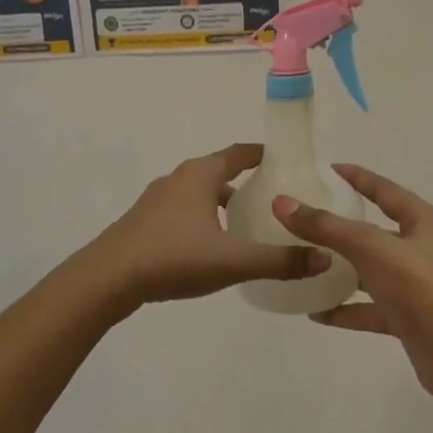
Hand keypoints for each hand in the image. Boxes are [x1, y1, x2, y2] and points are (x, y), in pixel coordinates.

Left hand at [90, 144, 328, 308]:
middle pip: (220, 173)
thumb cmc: (173, 257)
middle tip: (275, 201)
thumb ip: (279, 260)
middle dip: (247, 184)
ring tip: (247, 227)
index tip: (288, 163)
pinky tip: (211, 248)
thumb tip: (325, 256)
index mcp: (200, 175)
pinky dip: (203, 220)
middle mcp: (178, 179)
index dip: (264, 155)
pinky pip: (183, 212)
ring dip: (223, 204)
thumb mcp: (233, 260)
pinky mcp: (144, 222)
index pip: (239, 153)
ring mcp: (157, 200)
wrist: (107, 278)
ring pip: (200, 195)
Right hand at [275, 165, 432, 408]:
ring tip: (302, 265)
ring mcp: (417, 286)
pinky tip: (315, 312)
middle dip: (341, 227)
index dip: (357, 177)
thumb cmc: (420, 287)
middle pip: (375, 231)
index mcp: (424, 221)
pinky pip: (369, 309)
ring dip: (340, 271)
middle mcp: (423, 249)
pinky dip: (345, 309)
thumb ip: (326, 227)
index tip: (327, 170)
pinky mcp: (408, 318)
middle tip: (304, 219)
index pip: (385, 190)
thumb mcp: (371, 248)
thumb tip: (282, 203)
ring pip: (370, 272)